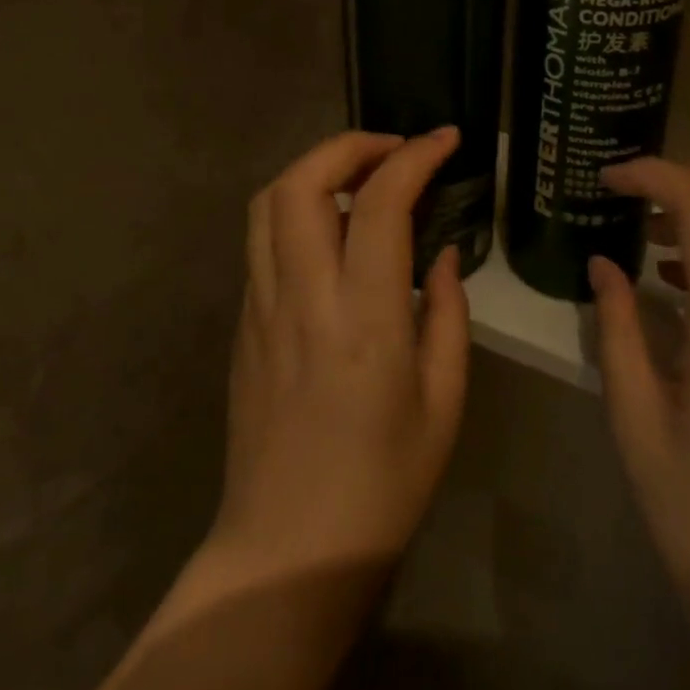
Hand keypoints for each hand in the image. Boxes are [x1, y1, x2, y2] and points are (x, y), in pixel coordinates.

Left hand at [211, 126, 470, 575]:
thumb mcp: (444, 401)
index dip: (415, 156)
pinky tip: (331, 232)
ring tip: (359, 177)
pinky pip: (262, 240)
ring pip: (268, 202)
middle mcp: (302, 296)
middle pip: (301, 181)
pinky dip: (296, 208)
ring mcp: (260, 306)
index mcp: (363, 317)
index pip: (380, 203)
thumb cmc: (383, 483)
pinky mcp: (242, 322)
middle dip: (349, 145)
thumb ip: (447, 312)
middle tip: (394, 150)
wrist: (287, 549)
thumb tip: (440, 254)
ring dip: (314, 169)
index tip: (445, 140)